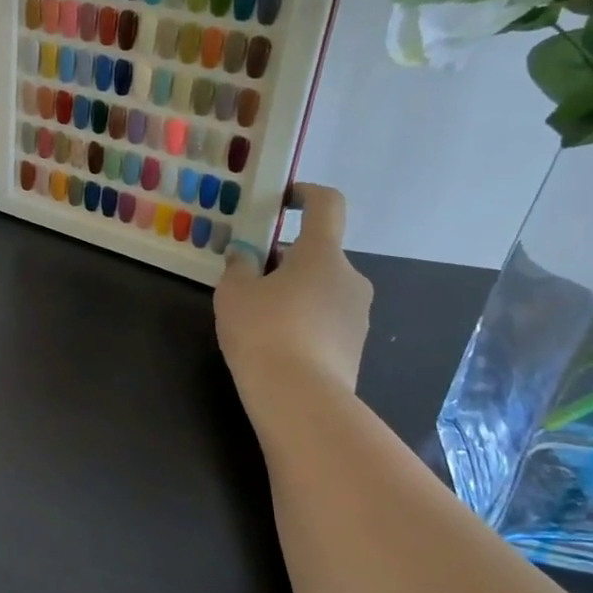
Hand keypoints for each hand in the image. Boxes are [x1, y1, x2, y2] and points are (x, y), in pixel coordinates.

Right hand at [215, 184, 371, 395]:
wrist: (300, 398)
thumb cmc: (264, 330)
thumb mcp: (234, 292)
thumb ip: (239, 266)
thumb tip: (245, 256)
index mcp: (322, 253)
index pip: (327, 205)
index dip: (306, 194)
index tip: (283, 200)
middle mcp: (350, 277)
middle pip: (318, 253)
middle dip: (286, 259)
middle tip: (249, 278)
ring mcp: (358, 314)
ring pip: (322, 287)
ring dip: (295, 291)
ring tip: (258, 316)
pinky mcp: (355, 345)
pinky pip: (326, 318)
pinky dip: (304, 319)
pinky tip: (275, 342)